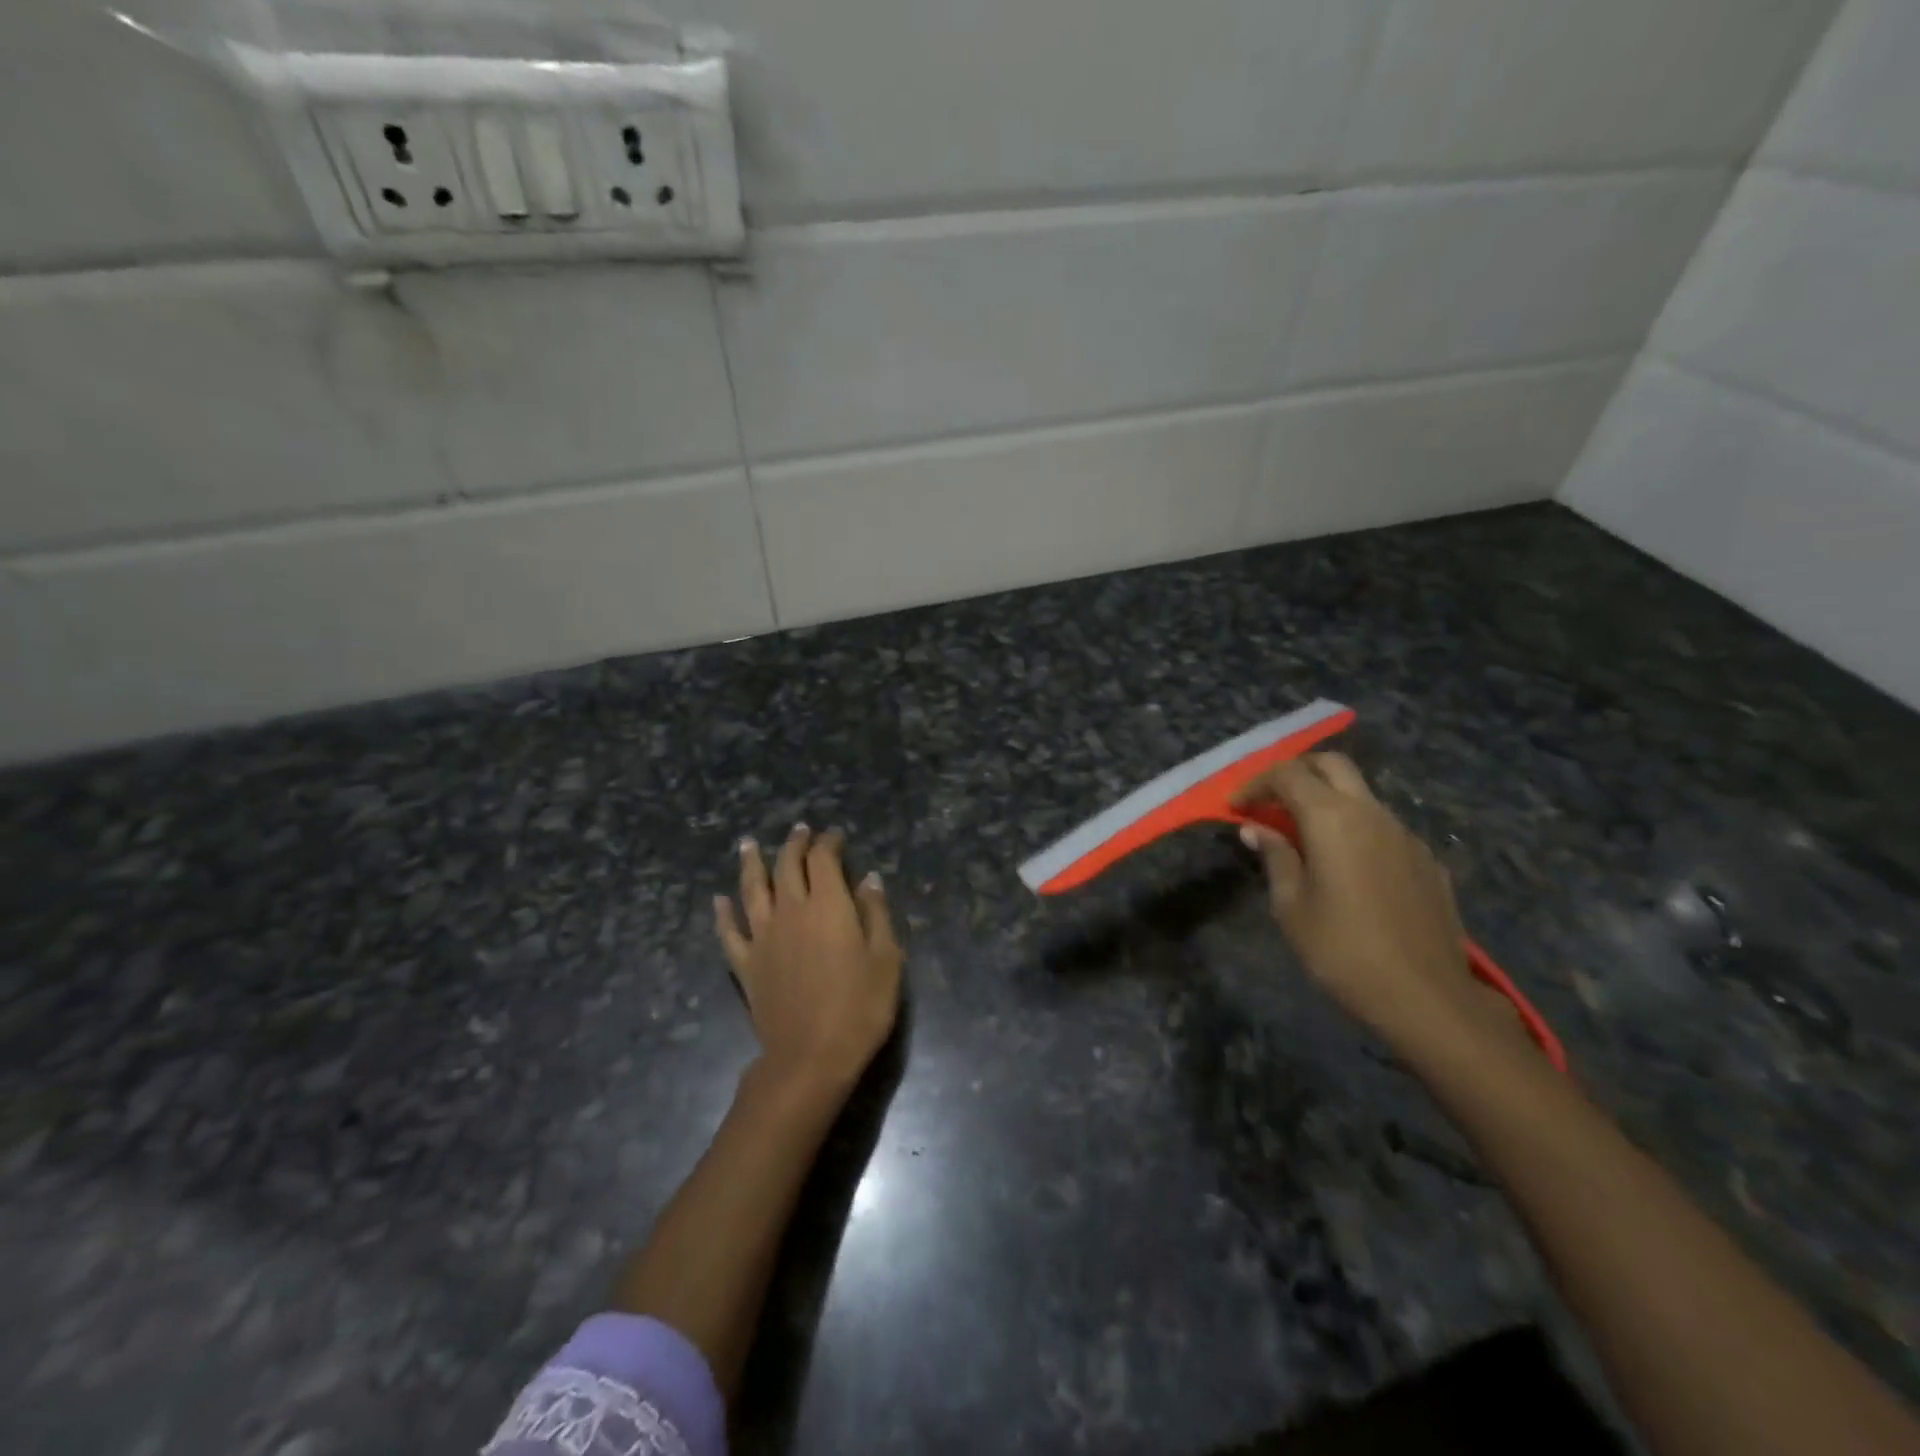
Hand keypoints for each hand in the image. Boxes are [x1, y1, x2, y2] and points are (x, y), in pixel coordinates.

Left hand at [715, 825, 901, 1096]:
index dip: (829, 843)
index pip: (823, 860)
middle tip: (799, 830)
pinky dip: (723, 913)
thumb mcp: (886, 958)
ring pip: (752, 889)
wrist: (810, 1057)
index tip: (835, 836)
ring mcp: (763, 937)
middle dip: (795, 844)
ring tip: (748, 843)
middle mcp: (791, 911)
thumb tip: (868, 878)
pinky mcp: (746, 965)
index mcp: (828, 905)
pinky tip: (719, 900)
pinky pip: (729, 932)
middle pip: (787, 866)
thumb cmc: (859, 1007)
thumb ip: (875, 913)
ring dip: (751, 863)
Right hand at [1232, 753, 1525, 1061]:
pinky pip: (1384, 827)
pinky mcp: (1427, 860)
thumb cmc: (1343, 951)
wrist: (1428, 998)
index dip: (1256, 783)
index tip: (1236, 806)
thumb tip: (1257, 829)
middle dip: (1296, 772)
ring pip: (1361, 794)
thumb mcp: (1291, 907)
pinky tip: (1347, 867)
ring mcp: (1406, 835)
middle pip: (1332, 765)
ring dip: (1328, 799)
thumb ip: (1275, 857)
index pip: (1288, 774)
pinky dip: (1356, 828)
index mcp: (1332, 819)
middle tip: (1270, 799)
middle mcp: (1372, 813)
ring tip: (1303, 834)